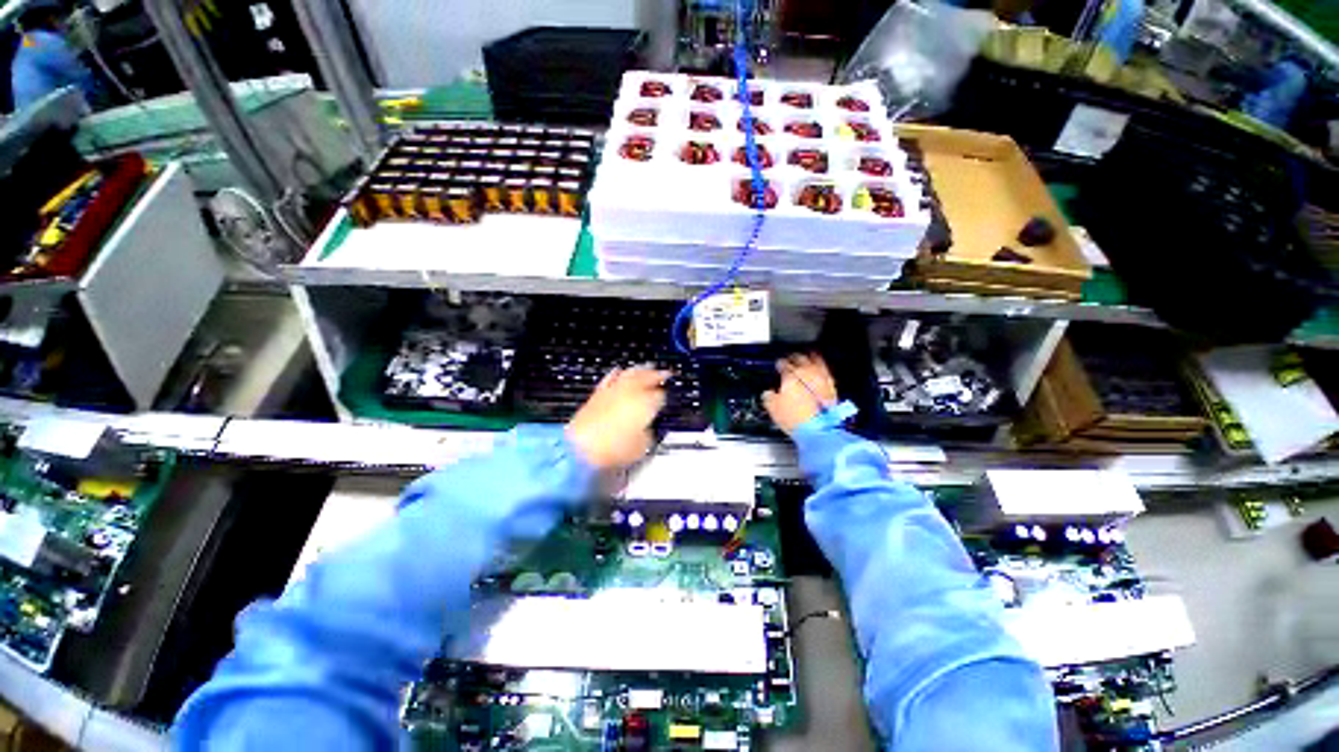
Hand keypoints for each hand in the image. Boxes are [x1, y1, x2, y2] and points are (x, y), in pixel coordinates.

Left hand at [566, 367, 670, 470]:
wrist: (581, 448)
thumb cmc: (614, 449)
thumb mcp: (641, 448)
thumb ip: (648, 435)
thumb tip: (647, 430)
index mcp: (647, 403)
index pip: (661, 395)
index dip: (665, 398)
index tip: (666, 399)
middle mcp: (631, 392)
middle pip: (648, 377)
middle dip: (657, 375)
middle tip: (665, 373)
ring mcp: (614, 390)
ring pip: (631, 373)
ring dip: (641, 370)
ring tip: (647, 367)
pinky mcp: (598, 394)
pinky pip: (611, 378)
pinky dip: (617, 373)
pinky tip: (618, 371)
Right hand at [762, 353, 837, 434]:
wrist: (818, 429)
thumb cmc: (796, 418)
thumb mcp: (772, 407)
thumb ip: (768, 396)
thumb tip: (768, 393)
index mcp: (790, 375)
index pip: (782, 364)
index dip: (779, 364)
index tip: (778, 365)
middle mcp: (807, 373)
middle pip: (800, 358)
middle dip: (794, 357)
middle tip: (791, 358)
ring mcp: (821, 379)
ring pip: (816, 361)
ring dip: (811, 358)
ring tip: (809, 358)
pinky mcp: (832, 388)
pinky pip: (826, 373)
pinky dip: (822, 370)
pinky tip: (820, 373)